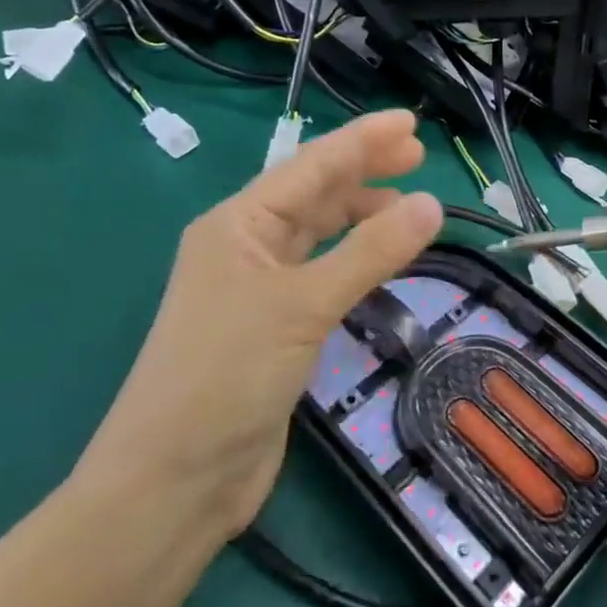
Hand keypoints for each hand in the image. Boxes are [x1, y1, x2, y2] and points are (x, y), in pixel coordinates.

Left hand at [76, 110, 443, 534]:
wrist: (173, 482)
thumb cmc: (226, 376)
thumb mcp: (303, 304)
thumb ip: (370, 252)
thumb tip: (433, 205)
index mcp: (238, 225)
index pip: (310, 166)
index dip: (362, 141)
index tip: (411, 123)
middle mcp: (246, 247)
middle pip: (315, 194)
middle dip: (365, 170)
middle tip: (417, 155)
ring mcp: (260, 289)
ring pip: (320, 234)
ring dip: (362, 214)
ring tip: (409, 205)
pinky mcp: (276, 328)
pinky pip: (325, 273)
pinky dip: (357, 258)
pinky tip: (382, 258)